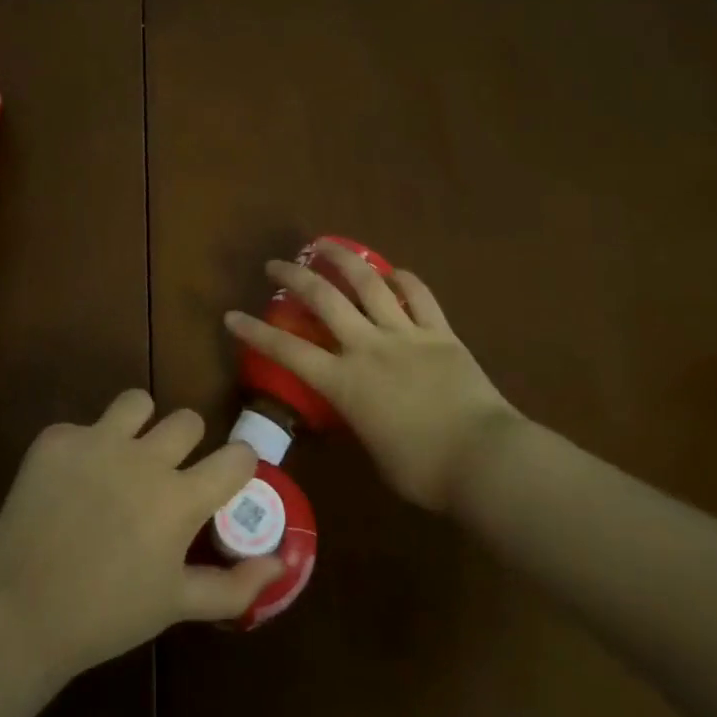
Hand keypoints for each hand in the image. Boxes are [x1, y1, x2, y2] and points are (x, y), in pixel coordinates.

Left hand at [0, 391, 285, 685]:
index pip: (237, 456)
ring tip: (121, 457)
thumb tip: (279, 561)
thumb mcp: (176, 606)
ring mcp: (98, 440)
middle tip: (165, 474)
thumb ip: (234, 585)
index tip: (226, 477)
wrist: (18, 612)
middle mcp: (145, 458)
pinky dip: (83, 449)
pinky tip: (68, 485)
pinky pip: (83, 426)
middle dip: (185, 443)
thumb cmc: (106, 615)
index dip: (238, 464)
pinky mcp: (57, 438)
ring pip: (137, 402)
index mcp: (180, 499)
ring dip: (138, 425)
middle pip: (188, 419)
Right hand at [224, 241, 523, 511]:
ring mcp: (406, 335)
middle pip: (324, 300)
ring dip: (342, 259)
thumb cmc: (424, 472)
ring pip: (368, 283)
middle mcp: (368, 347)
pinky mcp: (440, 333)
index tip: (231, 315)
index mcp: (345, 383)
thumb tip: (358, 408)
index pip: (287, 351)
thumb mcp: (374, 450)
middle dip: (293, 277)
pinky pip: (419, 296)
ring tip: (324, 244)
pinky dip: (403, 280)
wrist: (485, 459)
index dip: (255, 332)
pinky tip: (393, 271)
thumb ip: (358, 419)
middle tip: (275, 265)